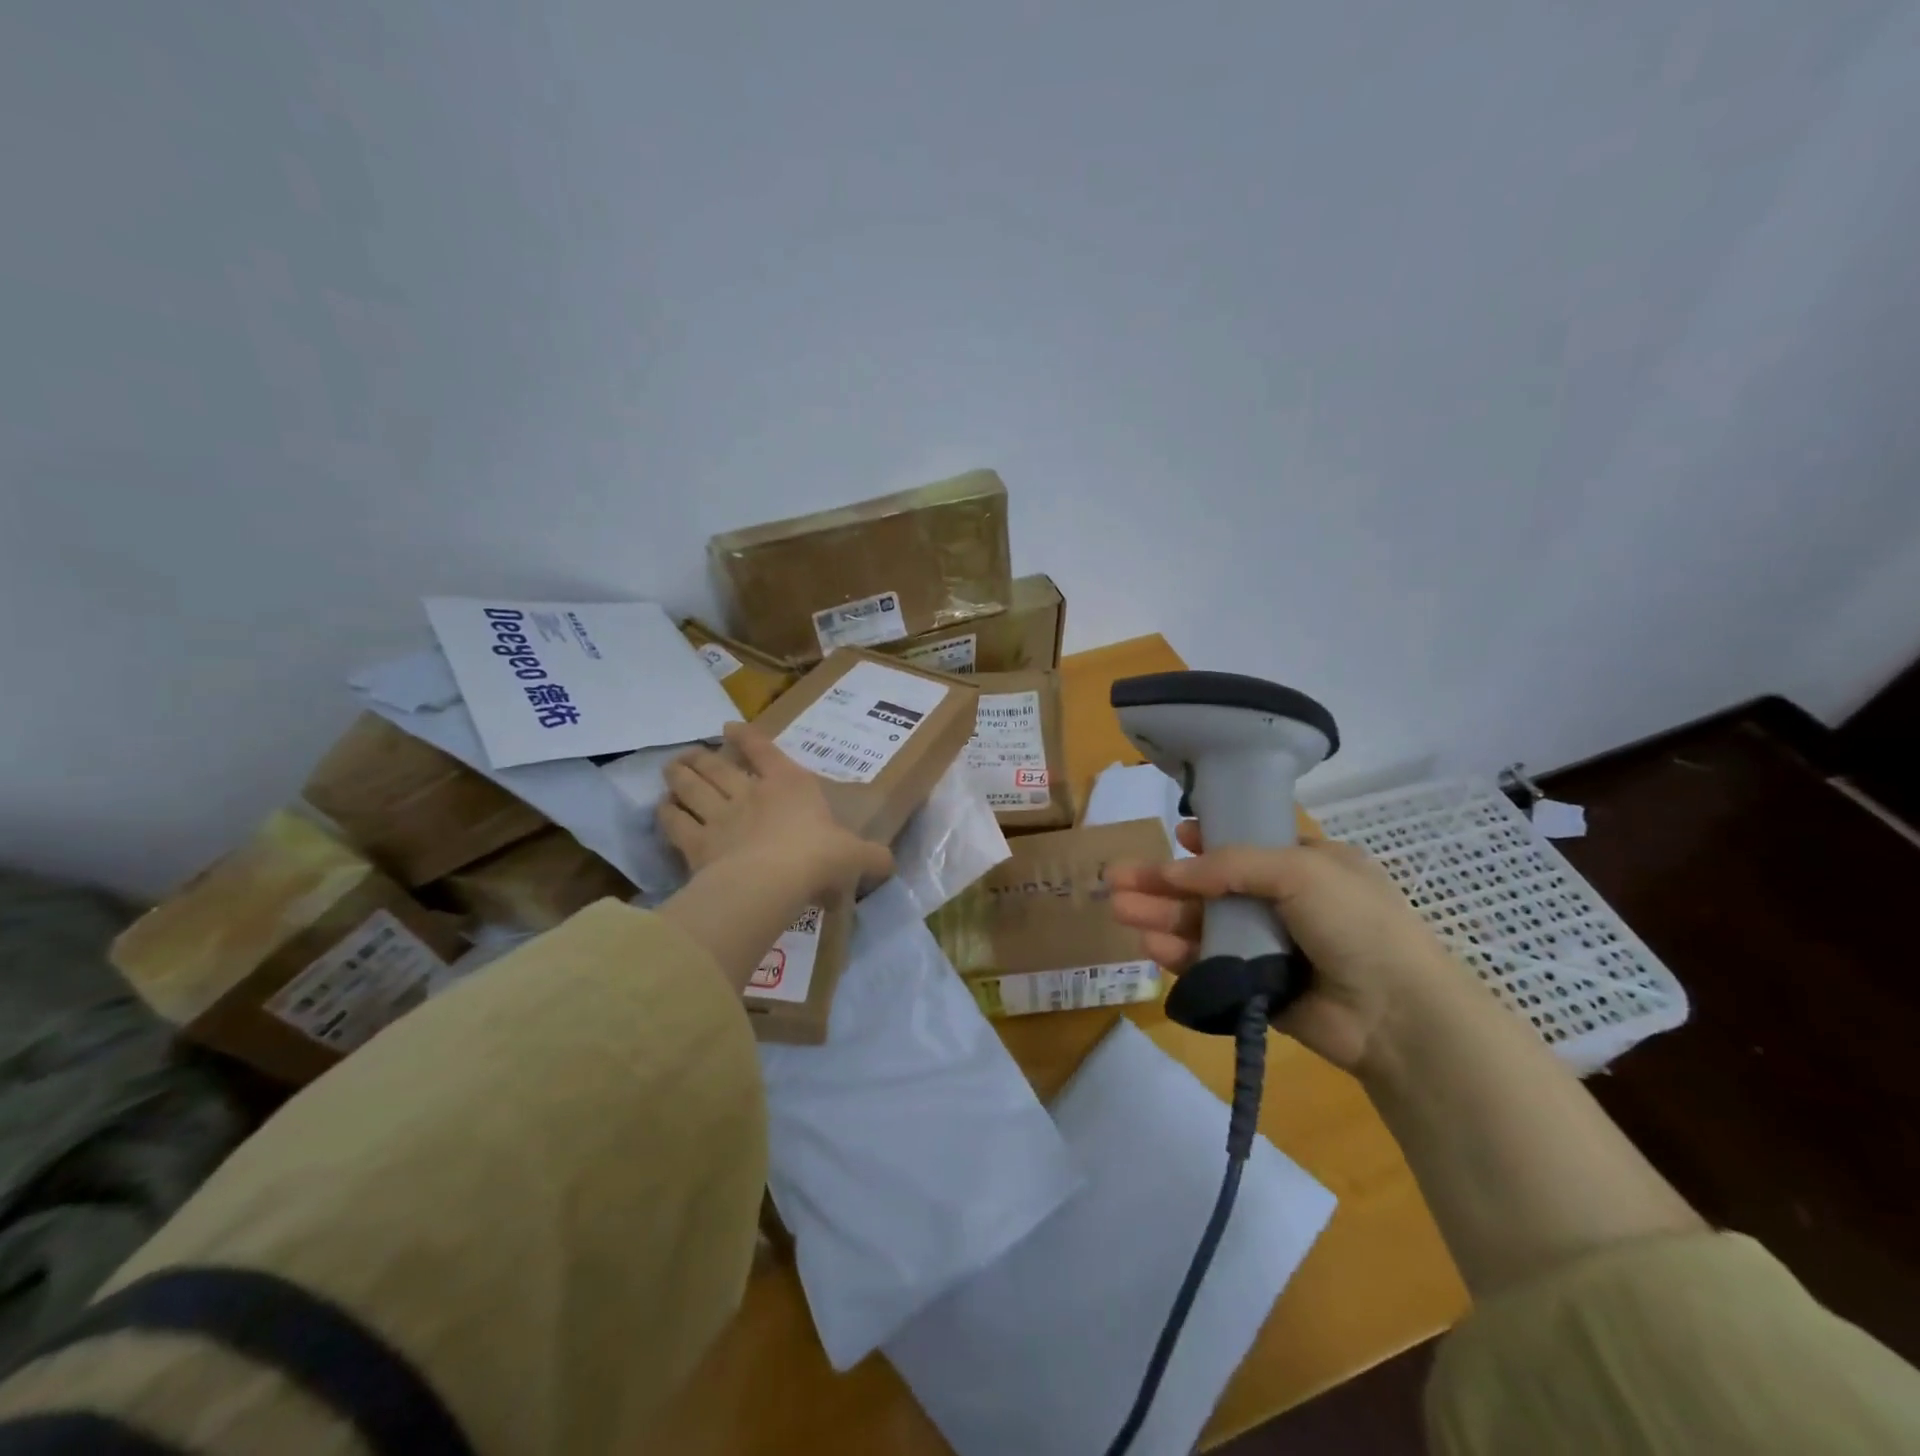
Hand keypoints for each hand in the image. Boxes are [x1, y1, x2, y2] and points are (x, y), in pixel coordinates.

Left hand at [659, 721, 893, 898]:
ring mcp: (720, 816)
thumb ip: (871, 857)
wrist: (774, 880)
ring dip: (679, 775)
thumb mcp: (854, 856)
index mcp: (790, 786)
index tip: (729, 726)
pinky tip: (662, 809)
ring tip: (670, 768)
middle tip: (689, 753)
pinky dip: (666, 813)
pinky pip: (675, 822)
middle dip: (702, 757)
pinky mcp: (697, 843)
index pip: (765, 752)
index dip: (747, 737)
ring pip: (692, 787)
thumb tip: (889, 864)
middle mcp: (751, 793)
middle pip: (718, 768)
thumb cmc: (818, 857)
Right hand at [1108, 823, 1458, 1071]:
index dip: (1207, 842)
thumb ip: (1229, 866)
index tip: (1175, 836)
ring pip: (1204, 926)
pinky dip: (1180, 954)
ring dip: (1162, 915)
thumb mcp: (1298, 870)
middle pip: (1211, 888)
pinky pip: (1210, 965)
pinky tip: (1150, 945)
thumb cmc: (1355, 923)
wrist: (1398, 1014)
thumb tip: (1171, 870)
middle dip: (1164, 882)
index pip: (1247, 846)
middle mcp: (1287, 903)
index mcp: (1308, 865)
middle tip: (1116, 878)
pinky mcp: (1258, 987)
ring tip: (1119, 910)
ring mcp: (1271, 947)